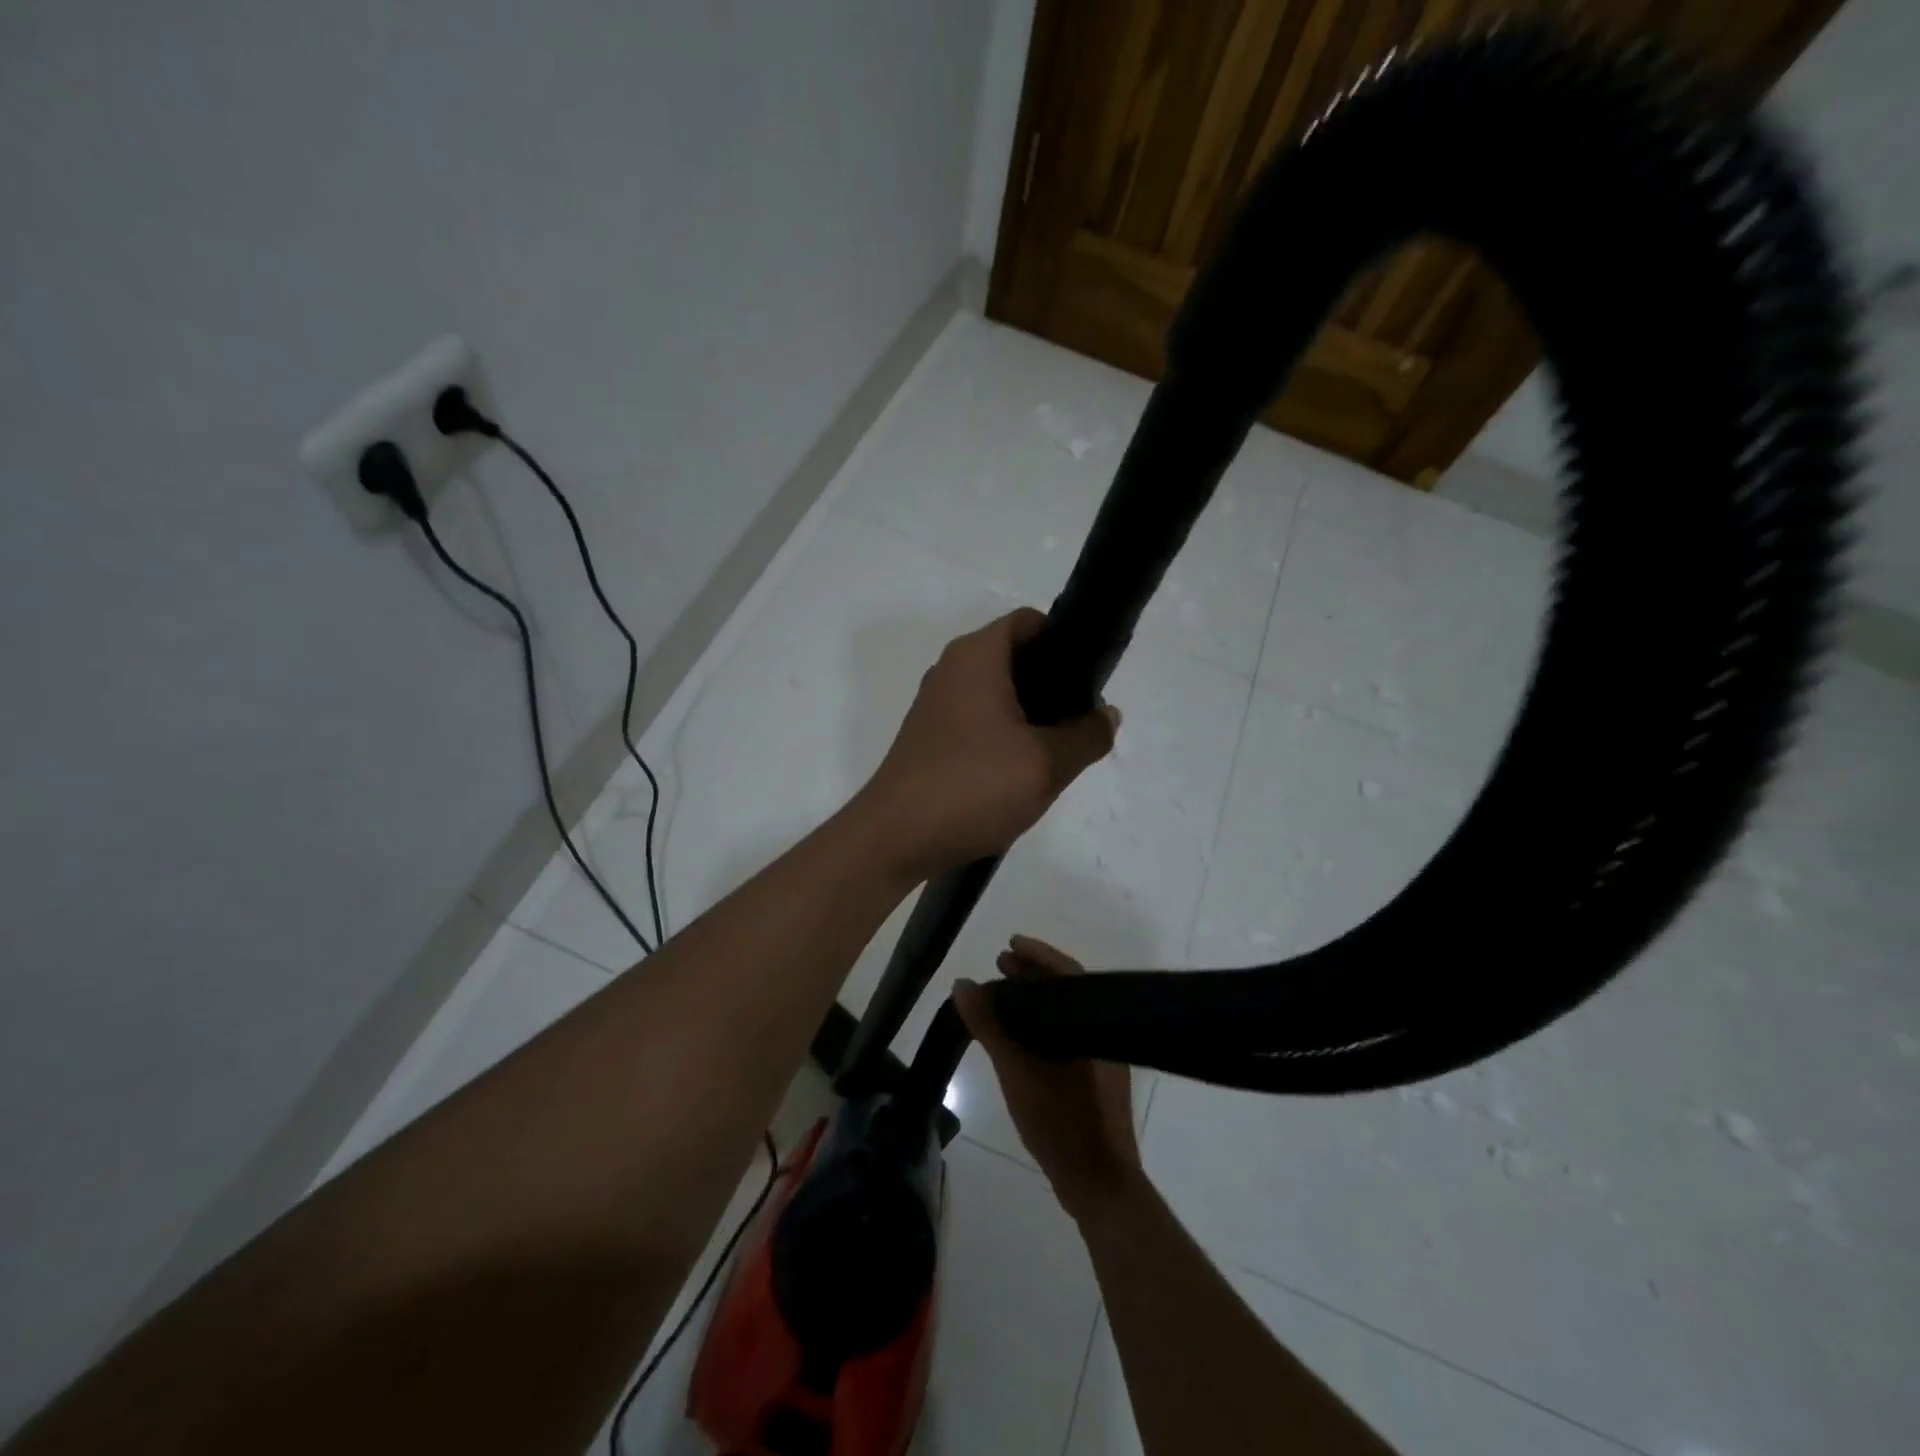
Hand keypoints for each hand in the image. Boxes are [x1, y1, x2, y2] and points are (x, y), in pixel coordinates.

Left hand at [858, 608, 1117, 879]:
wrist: (895, 837)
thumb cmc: (973, 786)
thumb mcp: (1046, 764)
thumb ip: (1087, 735)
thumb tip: (1107, 715)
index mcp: (977, 656)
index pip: (1030, 622)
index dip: (1066, 642)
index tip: (1092, 680)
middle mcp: (952, 669)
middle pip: (1015, 657)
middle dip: (1054, 684)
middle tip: (1082, 722)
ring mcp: (936, 704)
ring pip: (997, 692)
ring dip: (1031, 714)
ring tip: (1058, 750)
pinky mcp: (929, 736)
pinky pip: (978, 719)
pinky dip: (1004, 733)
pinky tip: (1022, 771)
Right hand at [956, 936, 1143, 1221]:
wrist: (1098, 1184)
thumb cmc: (1062, 1121)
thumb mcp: (1017, 1071)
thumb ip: (990, 1026)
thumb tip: (963, 984)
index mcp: (1092, 1023)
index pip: (1067, 972)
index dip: (1038, 954)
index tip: (1010, 944)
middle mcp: (1100, 1033)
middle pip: (1066, 990)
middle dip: (1032, 974)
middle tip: (999, 964)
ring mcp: (1100, 1058)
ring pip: (1066, 1014)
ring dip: (1035, 1000)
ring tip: (1001, 996)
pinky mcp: (1094, 1079)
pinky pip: (1066, 1035)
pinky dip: (1042, 1025)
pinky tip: (1018, 1035)